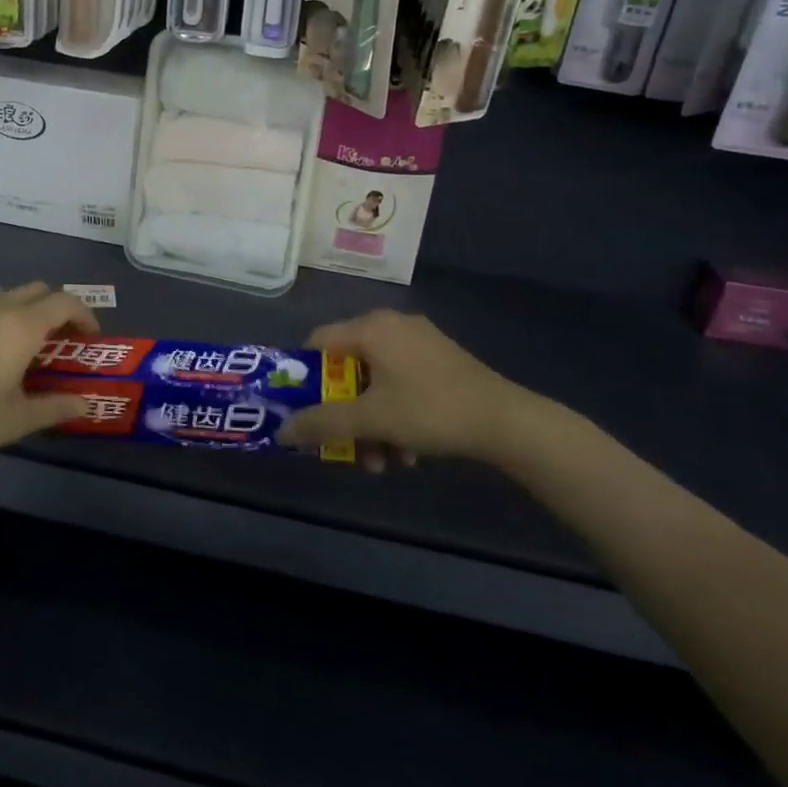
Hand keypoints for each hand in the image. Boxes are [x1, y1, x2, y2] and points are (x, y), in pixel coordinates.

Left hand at [0, 283, 97, 483]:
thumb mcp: (18, 419)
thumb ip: (56, 407)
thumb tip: (85, 405)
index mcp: (21, 326)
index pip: (65, 302)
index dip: (85, 315)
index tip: (91, 339)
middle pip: (37, 290)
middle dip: (57, 308)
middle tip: (63, 340)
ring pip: (7, 294)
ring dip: (26, 307)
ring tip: (28, 343)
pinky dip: (0, 316)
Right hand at [276, 310, 562, 466]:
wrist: (506, 420)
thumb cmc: (430, 410)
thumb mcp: (371, 420)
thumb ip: (322, 423)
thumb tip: (282, 430)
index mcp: (370, 327)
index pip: (317, 342)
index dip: (304, 376)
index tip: (304, 410)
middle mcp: (391, 325)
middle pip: (348, 367)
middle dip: (345, 413)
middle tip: (346, 445)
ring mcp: (419, 341)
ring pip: (376, 381)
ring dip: (372, 423)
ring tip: (383, 462)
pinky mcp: (440, 359)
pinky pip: (401, 382)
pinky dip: (396, 413)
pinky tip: (408, 451)